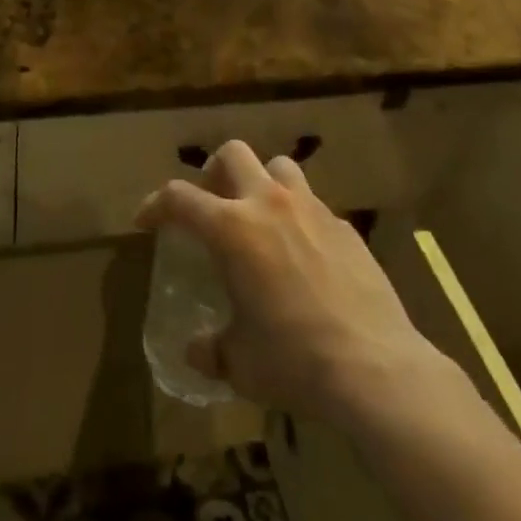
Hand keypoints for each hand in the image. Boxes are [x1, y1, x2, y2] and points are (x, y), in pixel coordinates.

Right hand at [135, 141, 452, 426]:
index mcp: (232, 229)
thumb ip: (211, 350)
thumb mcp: (240, 363)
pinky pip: (313, 204)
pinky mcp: (344, 226)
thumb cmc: (294, 360)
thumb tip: (195, 350)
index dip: (155, 204)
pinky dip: (299, 216)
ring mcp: (311, 209)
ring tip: (261, 216)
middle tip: (212, 203)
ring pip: (279, 166)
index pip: (179, 198)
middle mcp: (268, 204)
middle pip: (233, 153)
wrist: (374, 367)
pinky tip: (305, 254)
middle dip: (214, 171)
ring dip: (262, 182)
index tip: (146, 220)